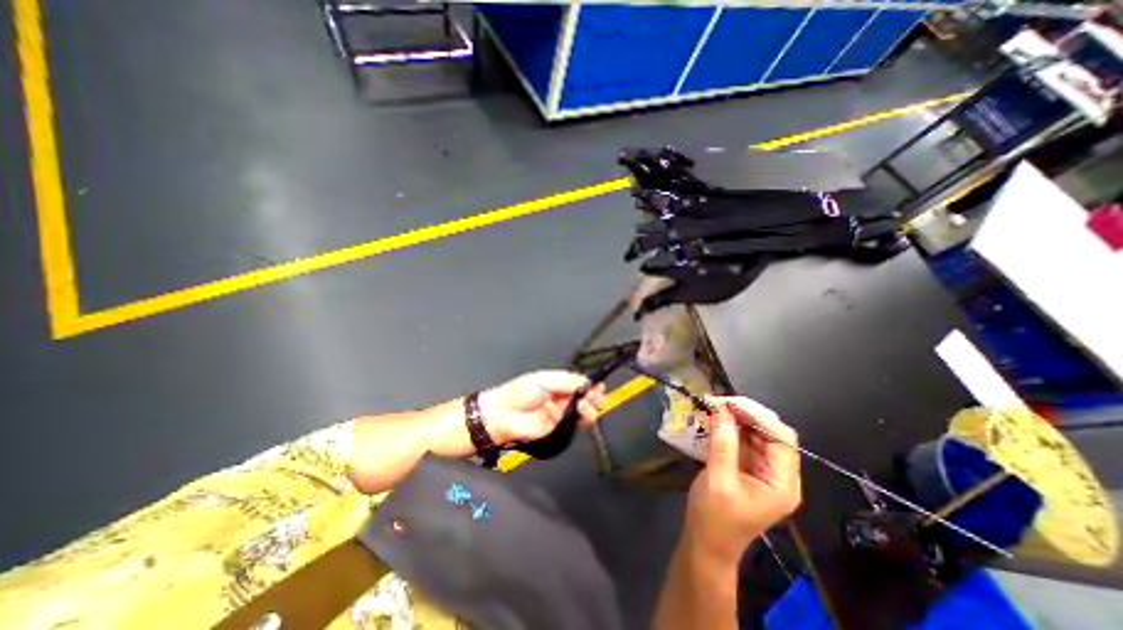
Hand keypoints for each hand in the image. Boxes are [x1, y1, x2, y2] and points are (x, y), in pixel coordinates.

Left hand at [481, 371, 605, 445]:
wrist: (504, 416)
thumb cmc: (520, 393)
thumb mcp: (545, 379)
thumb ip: (568, 381)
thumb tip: (588, 382)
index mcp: (558, 384)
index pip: (581, 383)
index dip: (591, 384)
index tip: (599, 385)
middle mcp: (563, 398)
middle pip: (586, 397)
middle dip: (595, 395)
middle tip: (598, 395)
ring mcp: (562, 414)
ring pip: (585, 411)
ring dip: (591, 407)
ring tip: (587, 403)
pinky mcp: (561, 429)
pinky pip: (577, 424)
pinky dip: (584, 419)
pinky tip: (582, 413)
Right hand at [679, 398, 803, 561]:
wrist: (705, 543)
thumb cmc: (715, 518)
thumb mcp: (718, 479)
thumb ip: (723, 443)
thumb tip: (722, 409)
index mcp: (782, 483)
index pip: (782, 439)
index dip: (759, 417)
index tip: (730, 403)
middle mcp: (778, 474)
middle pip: (771, 433)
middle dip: (746, 414)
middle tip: (719, 402)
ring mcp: (763, 471)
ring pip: (756, 434)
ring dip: (736, 419)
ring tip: (714, 407)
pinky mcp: (747, 468)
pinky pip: (743, 441)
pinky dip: (729, 428)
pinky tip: (714, 420)